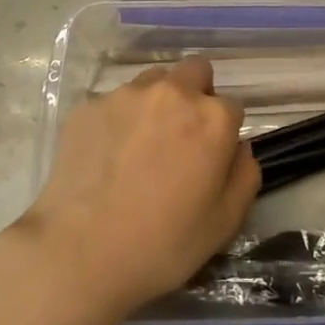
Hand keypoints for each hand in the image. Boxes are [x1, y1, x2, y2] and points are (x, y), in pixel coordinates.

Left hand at [14, 57, 258, 323]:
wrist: (80, 253)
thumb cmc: (163, 244)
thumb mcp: (225, 222)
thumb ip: (245, 174)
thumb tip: (238, 147)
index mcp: (212, 118)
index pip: (232, 106)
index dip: (224, 132)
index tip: (210, 158)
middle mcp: (172, 93)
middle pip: (195, 71)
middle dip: (196, 95)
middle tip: (181, 137)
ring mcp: (126, 95)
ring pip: (153, 81)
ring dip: (156, 103)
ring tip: (140, 146)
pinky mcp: (88, 106)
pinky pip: (114, 102)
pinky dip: (118, 121)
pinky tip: (106, 158)